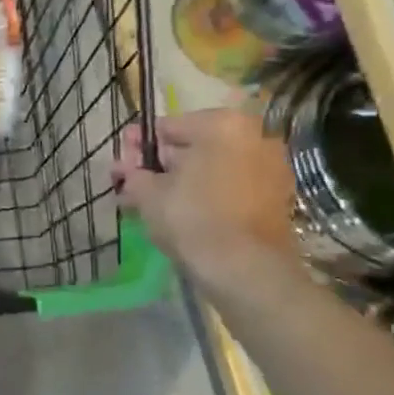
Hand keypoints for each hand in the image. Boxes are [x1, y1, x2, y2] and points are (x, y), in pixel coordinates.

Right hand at [113, 109, 298, 284]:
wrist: (245, 269)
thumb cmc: (192, 218)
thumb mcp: (148, 193)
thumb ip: (133, 173)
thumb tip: (125, 168)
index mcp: (222, 125)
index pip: (166, 127)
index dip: (137, 147)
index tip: (119, 165)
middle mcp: (253, 137)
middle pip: (192, 146)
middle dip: (158, 165)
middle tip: (130, 184)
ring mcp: (269, 167)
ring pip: (210, 168)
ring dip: (179, 181)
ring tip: (148, 202)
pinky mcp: (275, 197)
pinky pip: (228, 186)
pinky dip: (204, 194)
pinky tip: (177, 212)